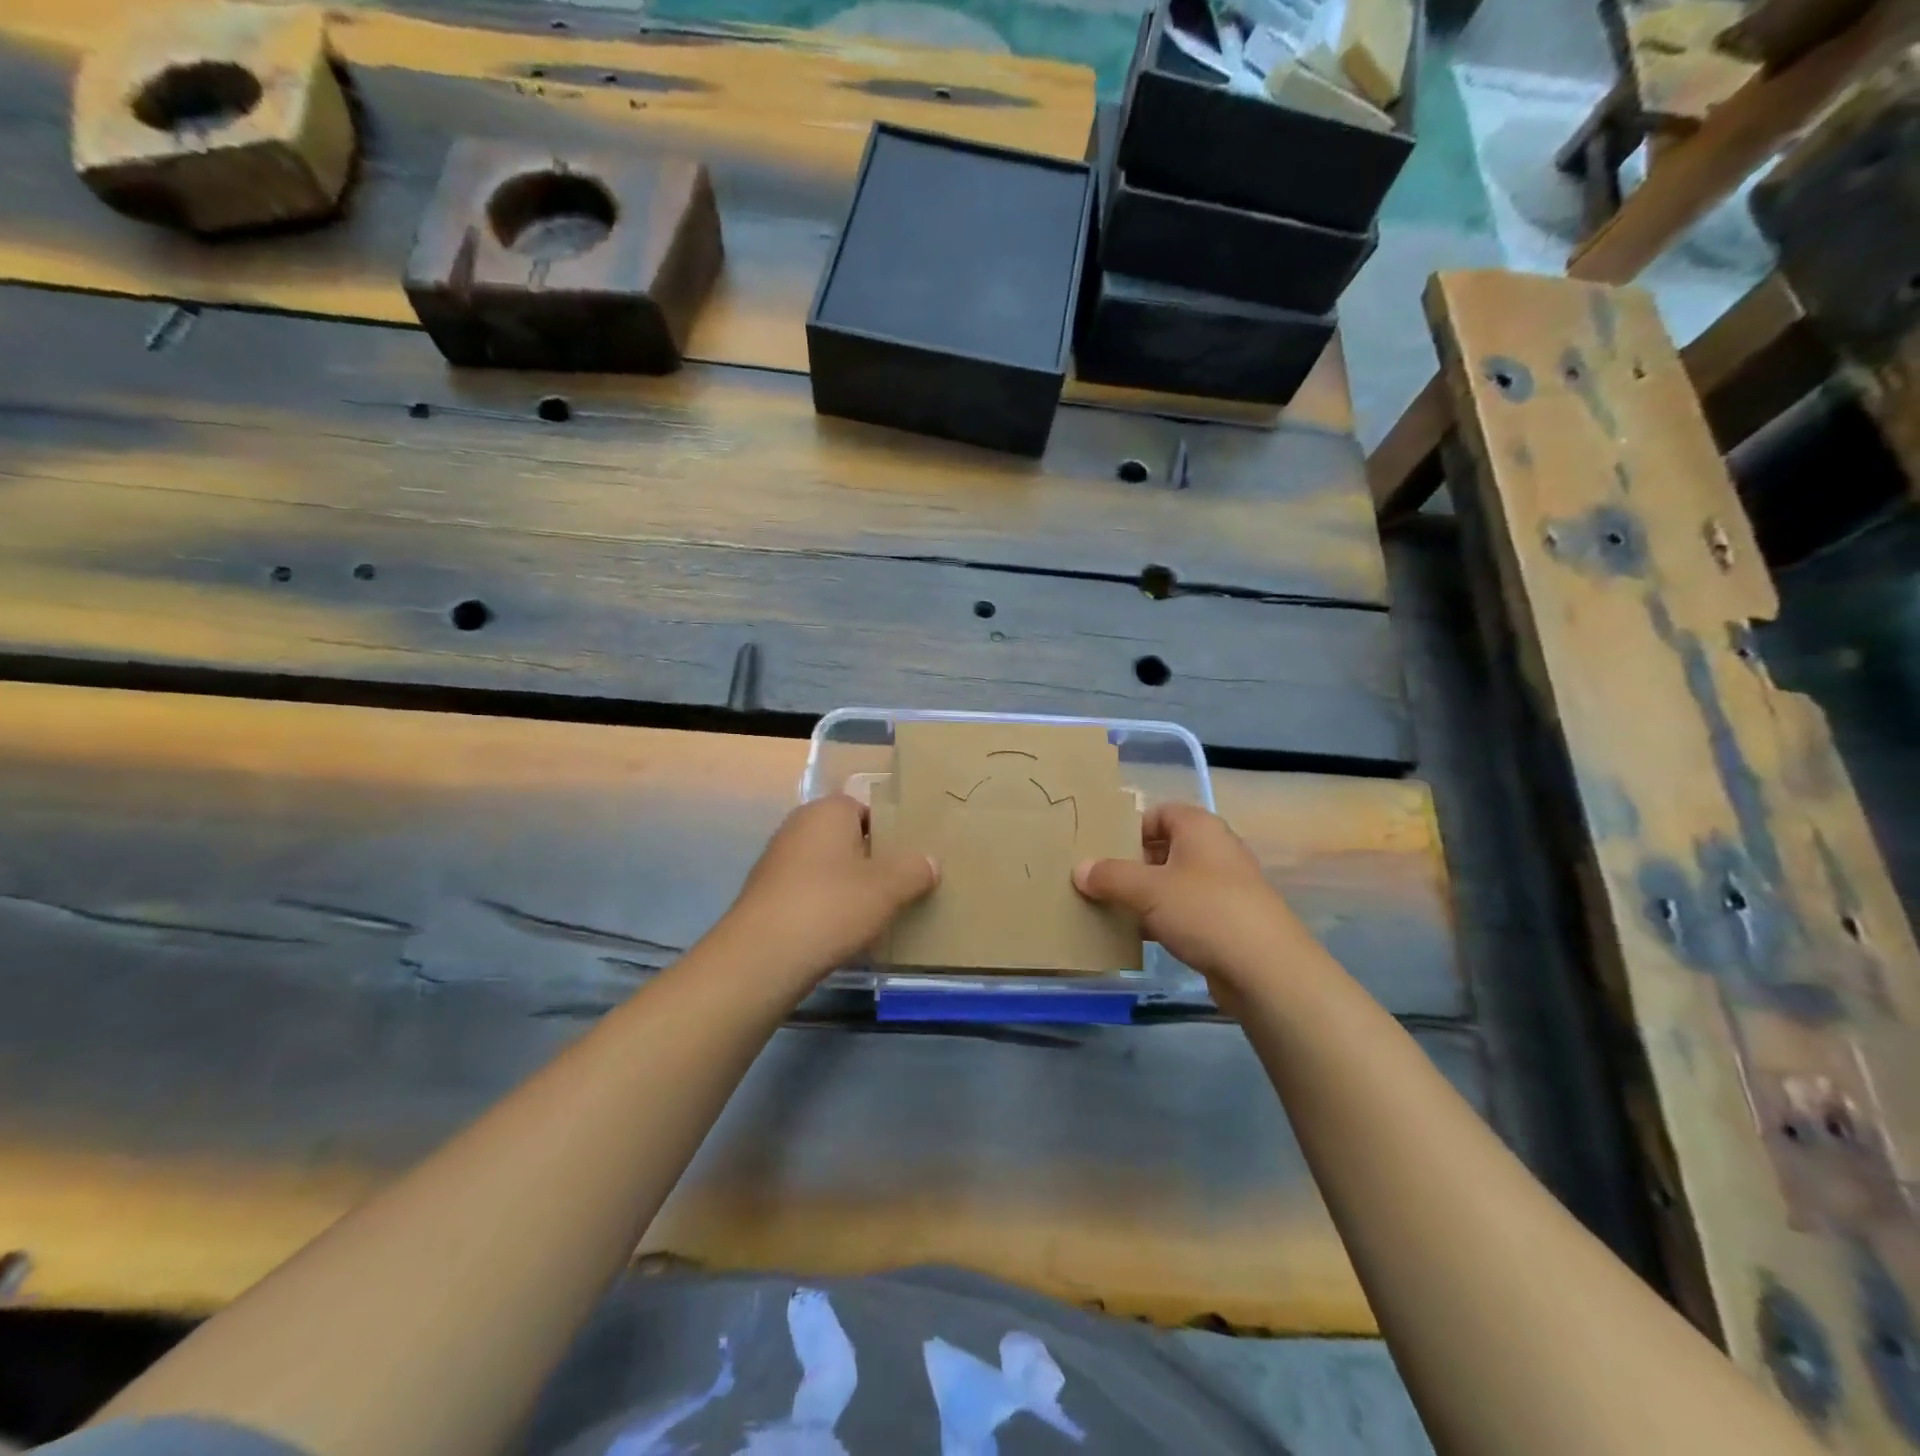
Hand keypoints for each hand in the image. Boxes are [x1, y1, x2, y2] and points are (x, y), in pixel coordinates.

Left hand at [715, 796, 937, 985]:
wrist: (762, 957)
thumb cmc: (831, 907)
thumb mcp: (887, 889)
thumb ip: (914, 870)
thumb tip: (930, 861)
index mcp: (828, 811)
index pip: (867, 808)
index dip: (891, 832)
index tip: (910, 858)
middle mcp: (798, 826)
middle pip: (847, 838)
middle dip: (871, 860)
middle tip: (901, 885)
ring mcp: (777, 860)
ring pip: (827, 867)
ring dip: (849, 885)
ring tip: (877, 912)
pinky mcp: (766, 895)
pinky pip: (808, 892)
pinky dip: (826, 905)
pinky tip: (842, 931)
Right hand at [1073, 803, 1316, 1001]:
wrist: (1266, 969)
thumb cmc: (1204, 911)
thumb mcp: (1147, 889)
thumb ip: (1109, 876)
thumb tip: (1079, 869)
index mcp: (1199, 828)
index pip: (1158, 813)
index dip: (1129, 827)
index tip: (1100, 848)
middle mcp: (1214, 850)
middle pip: (1163, 848)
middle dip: (1130, 863)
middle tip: (1096, 880)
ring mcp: (1223, 887)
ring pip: (1172, 882)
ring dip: (1143, 895)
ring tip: (1108, 908)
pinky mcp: (1226, 922)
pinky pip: (1184, 912)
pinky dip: (1161, 919)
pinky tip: (1136, 936)